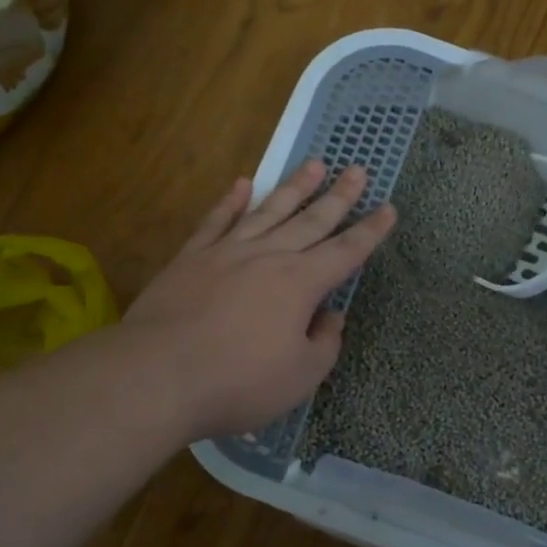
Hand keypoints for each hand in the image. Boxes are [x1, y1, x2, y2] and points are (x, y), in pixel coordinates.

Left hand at [122, 160, 397, 439]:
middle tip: (358, 169)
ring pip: (268, 210)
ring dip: (294, 188)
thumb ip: (324, 343)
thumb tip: (331, 317)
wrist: (158, 374)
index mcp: (300, 284)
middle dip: (339, 197)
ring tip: (315, 164)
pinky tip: (242, 184)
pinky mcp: (191, 257)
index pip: (346, 251)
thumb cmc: (238, 382)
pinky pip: (216, 220)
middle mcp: (268, 256)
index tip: (388, 208)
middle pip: (311, 221)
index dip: (371, 231)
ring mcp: (227, 252)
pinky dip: (230, 201)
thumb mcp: (300, 377)